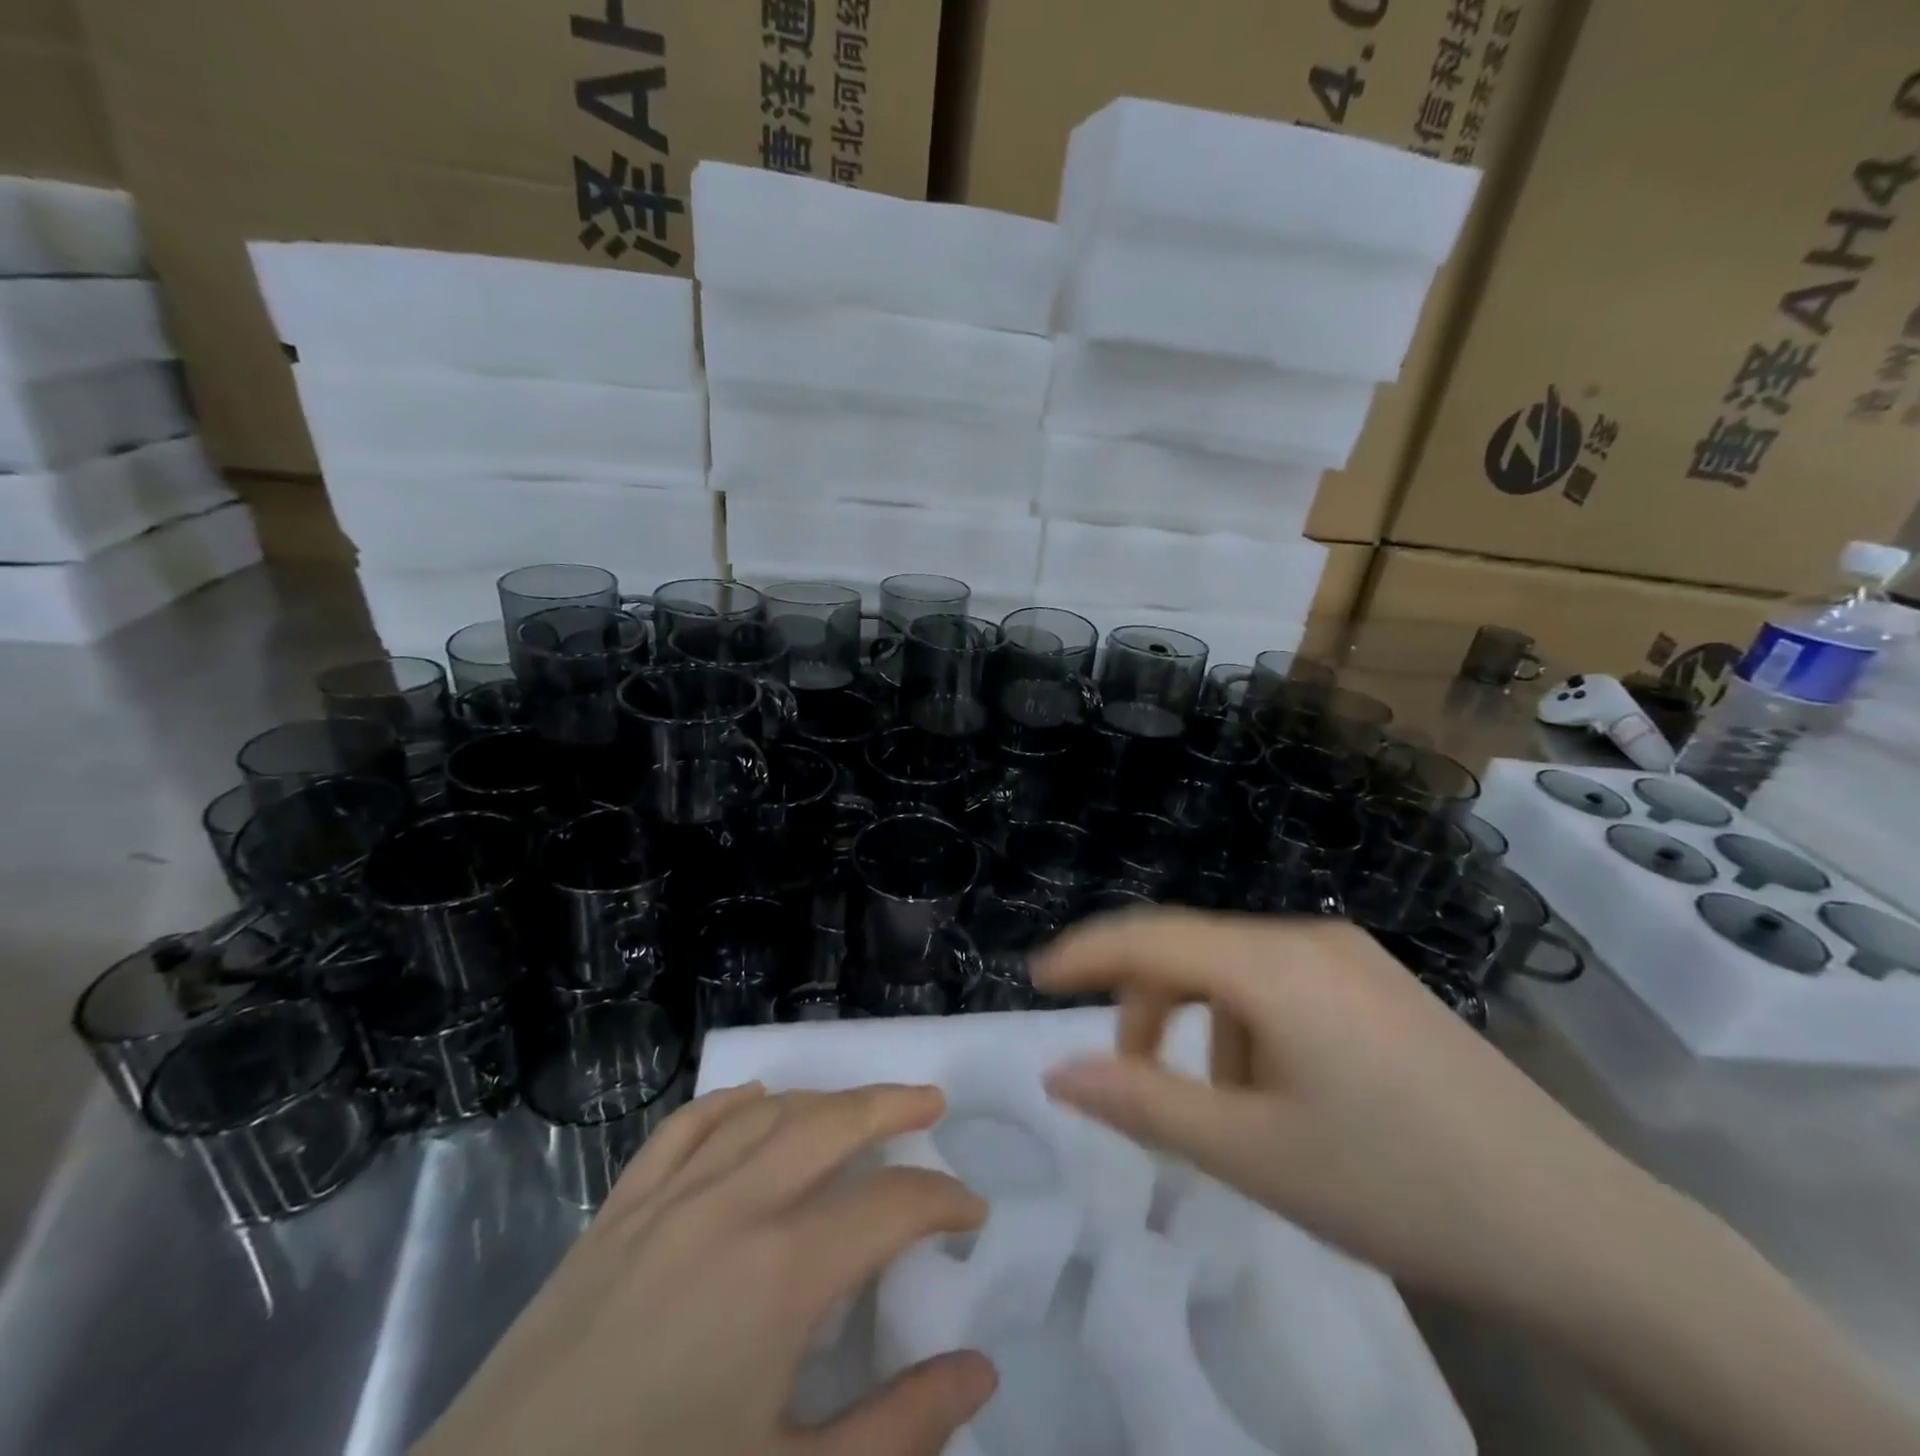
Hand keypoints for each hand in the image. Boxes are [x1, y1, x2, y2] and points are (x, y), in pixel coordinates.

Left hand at [413, 1083, 995, 1455]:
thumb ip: (898, 1432)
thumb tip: (980, 1371)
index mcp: (781, 1274)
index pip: (891, 1205)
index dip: (943, 1202)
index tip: (972, 1213)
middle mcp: (731, 1208)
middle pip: (831, 1124)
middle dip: (891, 1106)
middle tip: (931, 1102)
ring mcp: (667, 1200)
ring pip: (764, 1114)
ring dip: (822, 1100)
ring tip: (858, 1105)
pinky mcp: (616, 1212)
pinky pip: (686, 1127)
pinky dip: (731, 1102)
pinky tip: (754, 1100)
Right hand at [1033, 911, 1919, 1455]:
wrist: (1583, 1234)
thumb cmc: (1398, 1188)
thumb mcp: (1252, 1155)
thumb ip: (1142, 1104)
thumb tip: (1057, 1071)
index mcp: (1274, 964)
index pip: (1149, 936)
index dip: (1084, 953)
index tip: (1035, 977)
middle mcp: (1308, 938)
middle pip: (1191, 950)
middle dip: (1144, 1008)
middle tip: (1129, 1081)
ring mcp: (1351, 957)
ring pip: (1235, 971)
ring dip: (1200, 1027)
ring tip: (1219, 1111)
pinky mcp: (1378, 984)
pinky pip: (1280, 985)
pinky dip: (1247, 1028)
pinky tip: (1280, 1095)